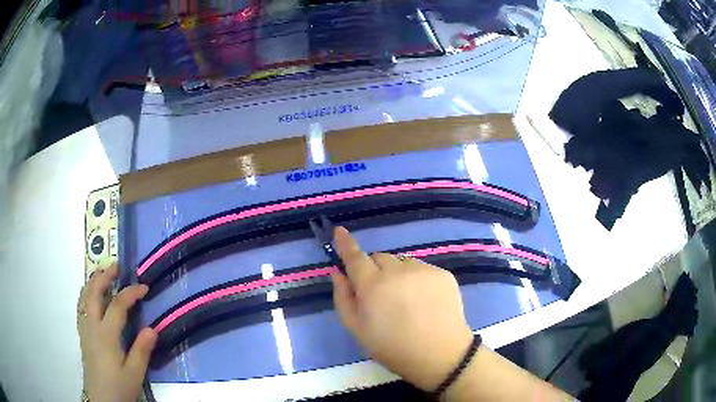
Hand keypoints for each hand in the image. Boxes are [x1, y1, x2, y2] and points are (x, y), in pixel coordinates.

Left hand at [77, 265, 156, 401]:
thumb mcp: (134, 374)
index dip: (130, 293)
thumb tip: (152, 328)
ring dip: (93, 282)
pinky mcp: (82, 334)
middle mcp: (92, 326)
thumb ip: (141, 351)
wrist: (101, 400)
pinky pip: (81, 305)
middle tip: (116, 266)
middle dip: (104, 276)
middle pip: (94, 292)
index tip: (144, 287)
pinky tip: (92, 296)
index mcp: (106, 335)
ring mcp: (84, 329)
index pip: (117, 305)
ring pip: (84, 296)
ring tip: (103, 275)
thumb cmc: (119, 388)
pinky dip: (86, 294)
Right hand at [331, 227, 473, 390]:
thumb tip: (338, 273)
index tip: (339, 231)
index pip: (355, 257)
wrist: (440, 355)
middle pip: (379, 258)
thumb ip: (343, 297)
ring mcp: (423, 270)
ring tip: (405, 300)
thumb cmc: (393, 347)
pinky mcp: (442, 273)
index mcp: (373, 285)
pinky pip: (421, 268)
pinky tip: (423, 300)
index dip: (345, 243)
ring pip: (401, 262)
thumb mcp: (357, 329)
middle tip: (380, 294)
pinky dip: (416, 279)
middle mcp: (397, 271)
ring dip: (396, 274)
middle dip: (374, 270)